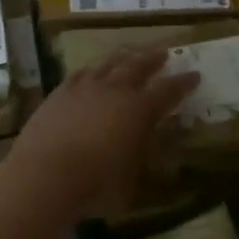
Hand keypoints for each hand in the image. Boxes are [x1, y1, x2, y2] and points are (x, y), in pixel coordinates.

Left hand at [7, 46, 198, 219]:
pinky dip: (91, 69)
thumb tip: (150, 151)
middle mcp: (115, 91)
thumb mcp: (131, 181)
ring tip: (129, 54)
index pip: (168, 91)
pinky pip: (80, 74)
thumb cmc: (96, 185)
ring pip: (108, 64)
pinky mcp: (59, 94)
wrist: (44, 176)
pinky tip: (92, 69)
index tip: (195, 75)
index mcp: (139, 110)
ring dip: (123, 57)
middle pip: (138, 66)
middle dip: (153, 59)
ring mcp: (84, 88)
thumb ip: (141, 160)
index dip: (183, 83)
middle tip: (164, 53)